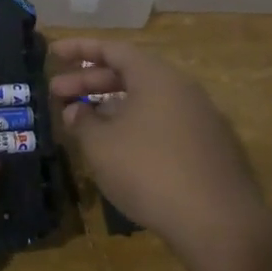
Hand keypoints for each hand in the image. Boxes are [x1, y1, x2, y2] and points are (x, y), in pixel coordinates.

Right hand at [49, 39, 271, 270]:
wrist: (219, 221)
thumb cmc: (150, 172)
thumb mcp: (102, 146)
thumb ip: (83, 122)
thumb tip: (75, 111)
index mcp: (156, 77)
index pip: (113, 49)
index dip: (80, 49)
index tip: (53, 53)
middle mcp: (181, 88)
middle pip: (130, 73)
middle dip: (90, 81)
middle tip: (56, 93)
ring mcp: (200, 117)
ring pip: (146, 100)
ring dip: (111, 106)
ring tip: (82, 122)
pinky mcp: (209, 146)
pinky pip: (163, 122)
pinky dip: (135, 125)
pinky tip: (119, 149)